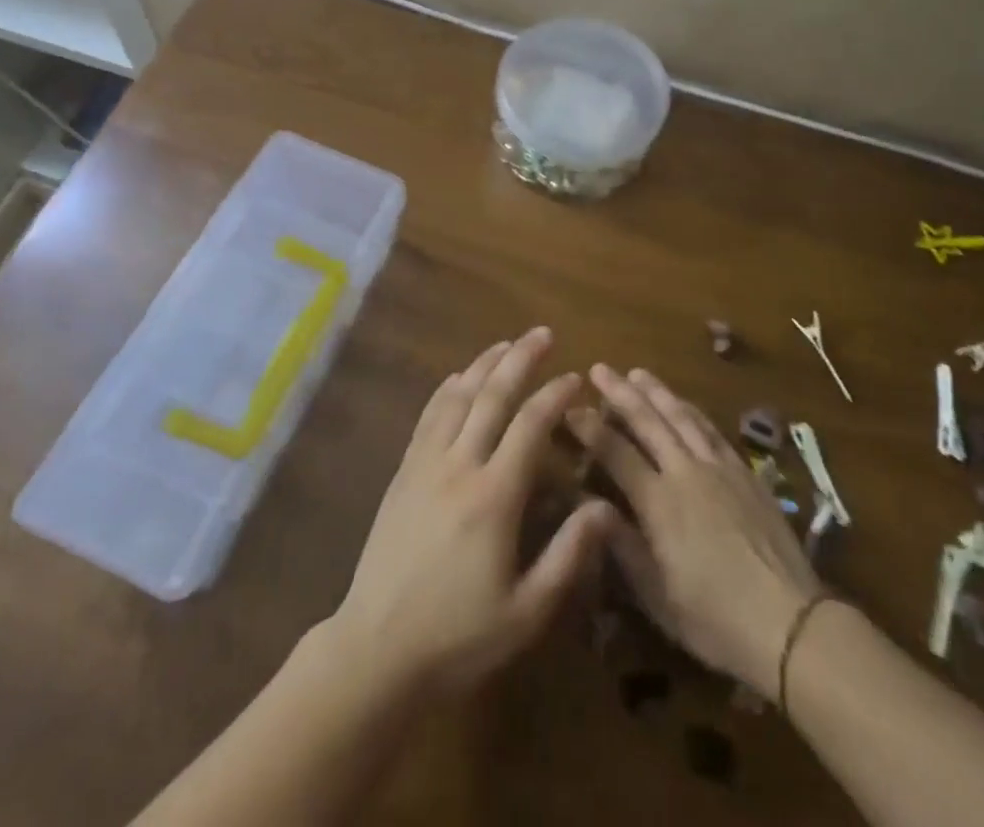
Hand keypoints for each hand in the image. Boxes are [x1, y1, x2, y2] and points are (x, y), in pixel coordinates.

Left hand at [330, 328, 616, 698]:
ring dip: (483, 365)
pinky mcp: (403, 472)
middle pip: (492, 396)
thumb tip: (606, 509)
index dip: (554, 396)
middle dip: (520, 359)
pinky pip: (428, 417)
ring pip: (457, 397)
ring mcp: (425, 464)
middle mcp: (459, 466)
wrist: (377, 648)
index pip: (529, 426)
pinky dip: (447, 390)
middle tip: (543, 333)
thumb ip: (568, 556)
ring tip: (506, 343)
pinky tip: (458, 378)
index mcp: (494, 497)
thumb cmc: (458, 636)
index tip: (575, 377)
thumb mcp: (526, 611)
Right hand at [569, 366, 823, 697]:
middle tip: (599, 369)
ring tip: (637, 373)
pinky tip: (684, 404)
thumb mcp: (656, 596)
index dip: (590, 429)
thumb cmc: (714, 619)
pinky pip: (712, 430)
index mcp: (659, 502)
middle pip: (648, 421)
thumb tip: (587, 505)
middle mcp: (686, 473)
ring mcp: (719, 468)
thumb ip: (621, 545)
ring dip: (656, 392)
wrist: (790, 622)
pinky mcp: (745, 472)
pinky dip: (692, 411)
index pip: (616, 452)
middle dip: (620, 393)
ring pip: (681, 417)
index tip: (570, 408)